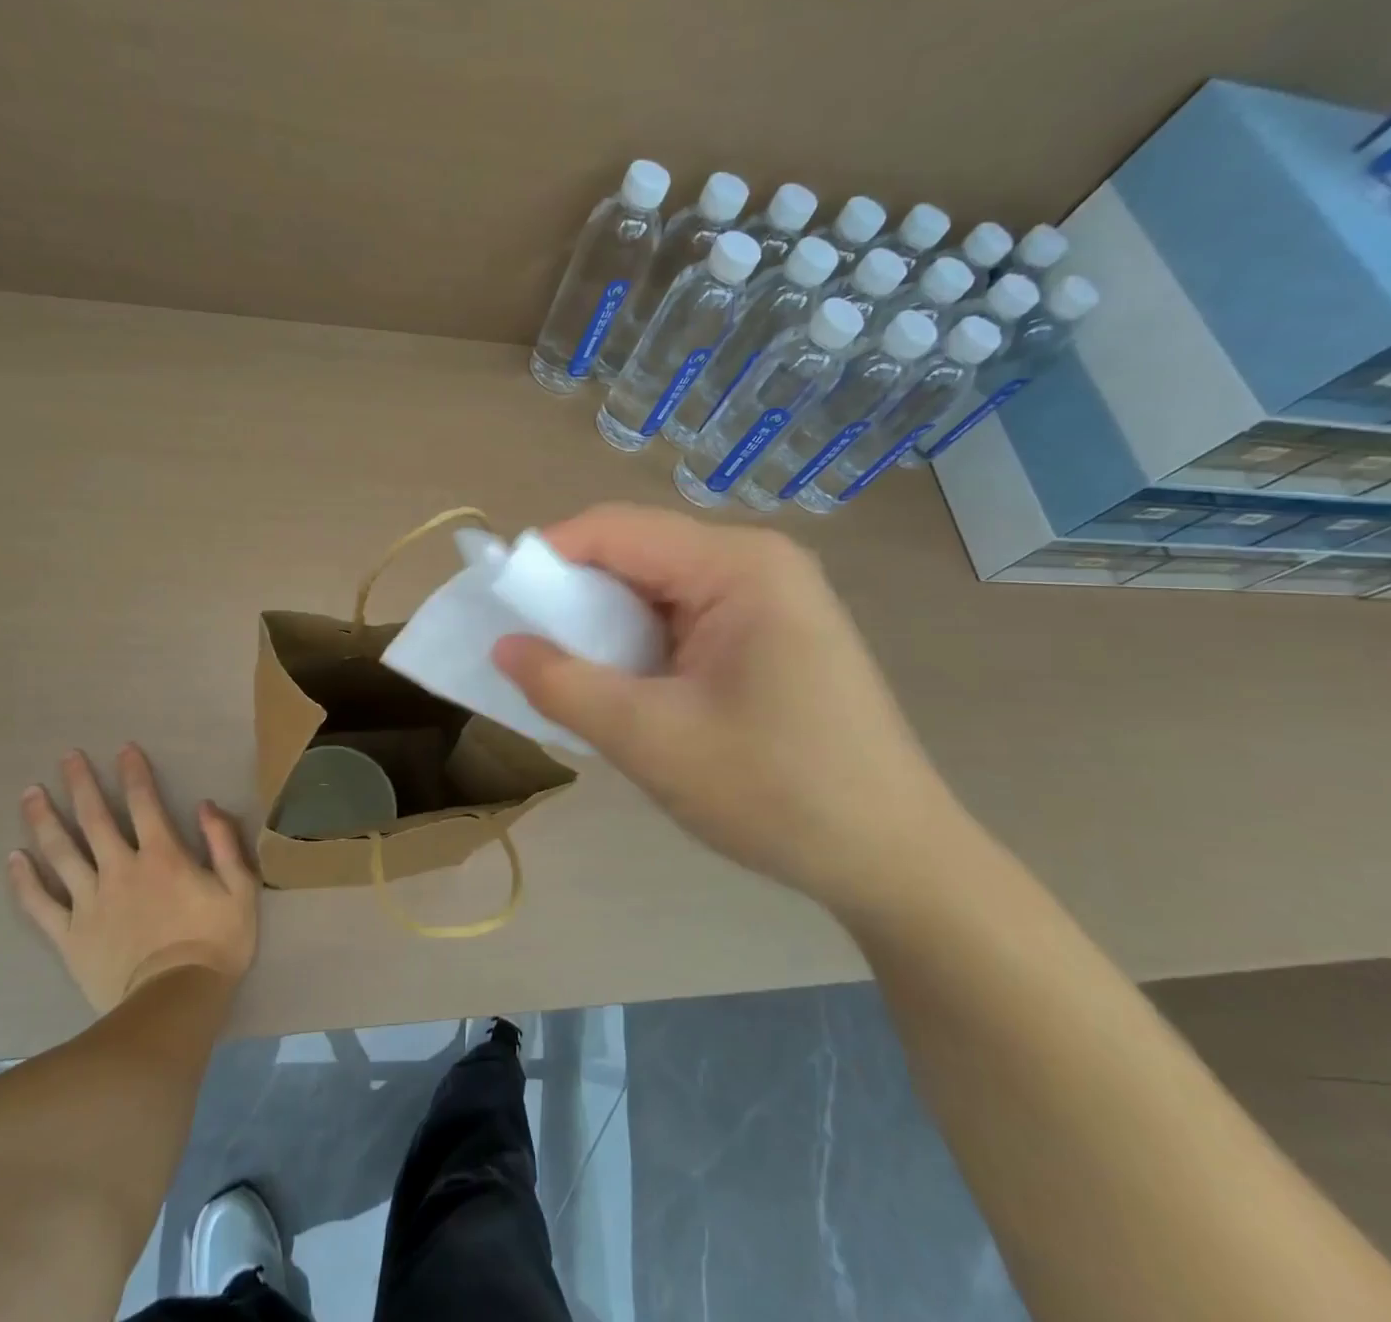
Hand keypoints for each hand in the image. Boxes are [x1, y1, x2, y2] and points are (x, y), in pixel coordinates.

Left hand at [7, 744, 257, 1013]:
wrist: (173, 1003)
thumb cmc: (215, 943)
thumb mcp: (240, 888)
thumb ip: (223, 842)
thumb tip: (205, 804)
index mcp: (162, 856)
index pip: (144, 803)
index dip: (134, 773)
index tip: (123, 749)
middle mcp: (120, 869)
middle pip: (94, 819)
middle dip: (81, 784)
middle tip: (66, 757)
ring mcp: (89, 902)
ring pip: (60, 853)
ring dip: (44, 820)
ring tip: (30, 793)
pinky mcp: (69, 935)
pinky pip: (40, 903)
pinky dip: (24, 880)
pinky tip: (12, 858)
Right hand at [492, 504, 974, 912]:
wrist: (893, 860)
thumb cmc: (775, 793)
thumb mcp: (650, 740)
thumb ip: (565, 685)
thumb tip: (503, 646)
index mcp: (736, 565)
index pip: (615, 530)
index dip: (545, 558)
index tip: (497, 605)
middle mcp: (756, 562)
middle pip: (636, 553)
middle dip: (574, 597)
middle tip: (528, 650)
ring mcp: (770, 596)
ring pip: (657, 588)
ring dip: (606, 626)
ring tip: (570, 674)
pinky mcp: (772, 632)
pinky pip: (684, 617)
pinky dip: (640, 645)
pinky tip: (625, 688)